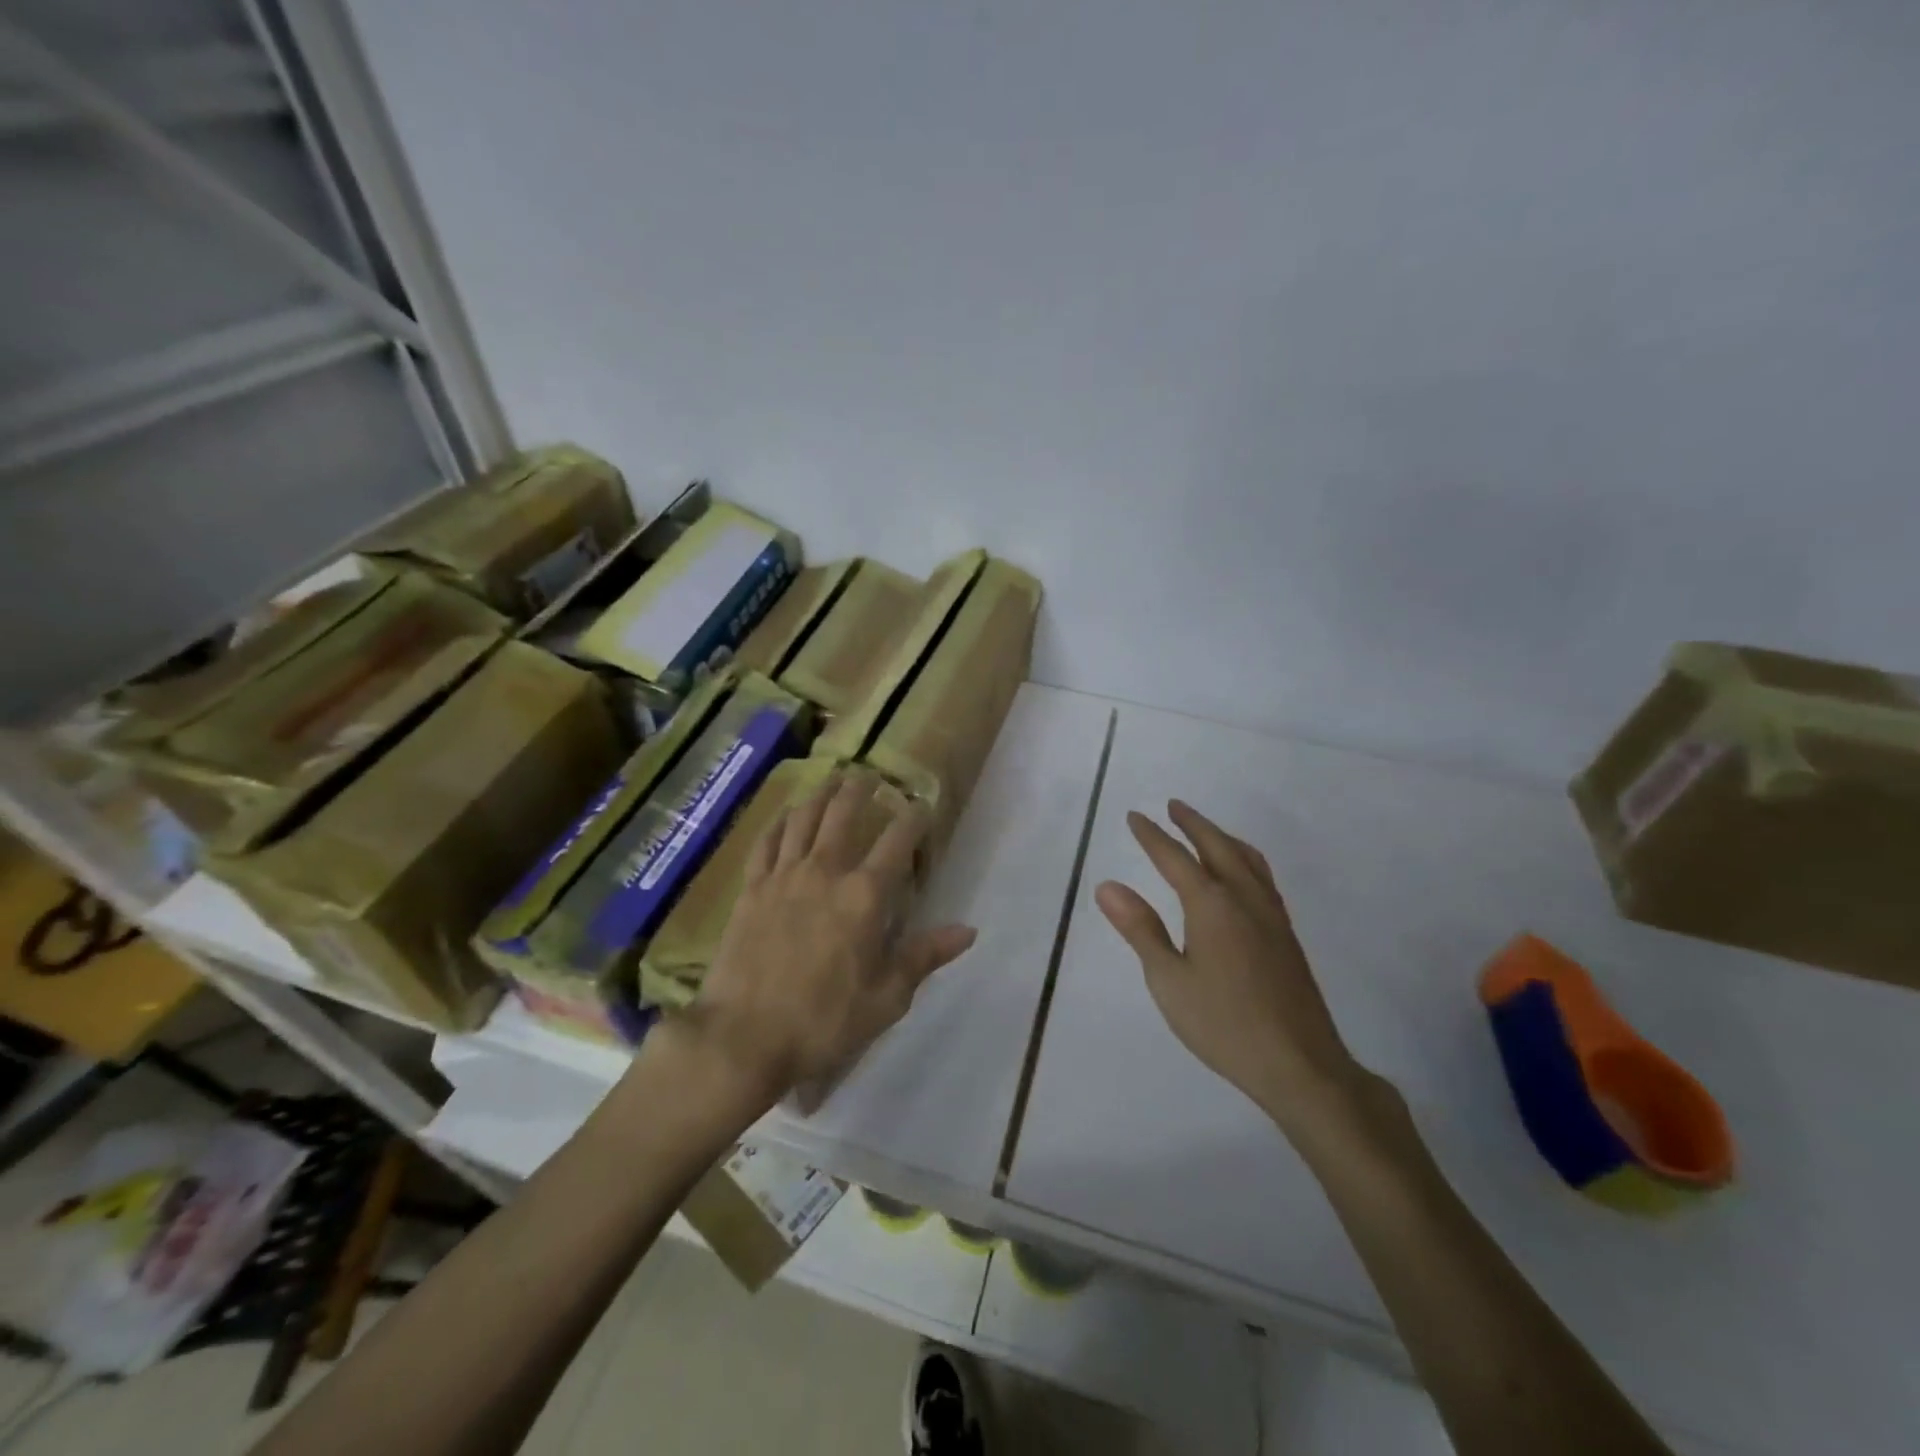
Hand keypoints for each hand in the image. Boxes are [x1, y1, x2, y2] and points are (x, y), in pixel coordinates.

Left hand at [677, 772, 977, 1105]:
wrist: (743, 1037)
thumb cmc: (823, 1021)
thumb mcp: (886, 998)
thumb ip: (924, 956)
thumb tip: (968, 930)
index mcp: (864, 896)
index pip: (896, 841)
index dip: (913, 818)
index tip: (922, 806)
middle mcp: (825, 872)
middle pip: (843, 814)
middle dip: (860, 790)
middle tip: (869, 777)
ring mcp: (782, 877)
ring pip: (803, 819)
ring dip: (820, 795)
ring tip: (831, 780)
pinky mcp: (751, 890)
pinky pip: (765, 843)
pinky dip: (778, 824)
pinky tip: (784, 817)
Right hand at [1095, 799, 1370, 1129]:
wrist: (1299, 1064)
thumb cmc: (1223, 1024)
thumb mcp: (1168, 979)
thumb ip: (1140, 929)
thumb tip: (1108, 886)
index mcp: (1212, 905)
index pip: (1175, 858)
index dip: (1152, 836)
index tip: (1134, 816)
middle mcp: (1244, 898)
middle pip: (1217, 846)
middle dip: (1193, 823)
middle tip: (1173, 805)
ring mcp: (1271, 915)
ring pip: (1246, 859)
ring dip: (1222, 837)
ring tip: (1206, 830)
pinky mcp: (1286, 935)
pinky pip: (1262, 877)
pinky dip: (1244, 859)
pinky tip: (1241, 877)